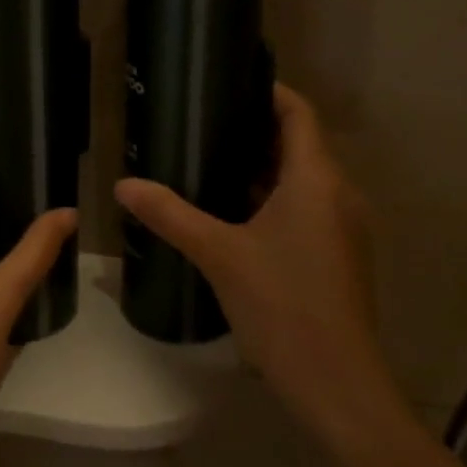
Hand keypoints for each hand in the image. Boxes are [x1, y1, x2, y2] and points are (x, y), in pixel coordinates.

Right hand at [114, 84, 388, 435]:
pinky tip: (234, 214)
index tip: (228, 82)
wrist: (338, 384)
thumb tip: (123, 185)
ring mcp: (343, 226)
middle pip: (299, 143)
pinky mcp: (339, 254)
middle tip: (204, 123)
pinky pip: (307, 208)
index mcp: (316, 178)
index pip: (298, 112)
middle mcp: (338, 193)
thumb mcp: (219, 254)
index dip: (268, 91)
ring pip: (302, 179)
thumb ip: (170, 214)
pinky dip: (274, 199)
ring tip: (211, 162)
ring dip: (262, 169)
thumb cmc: (282, 305)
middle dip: (255, 131)